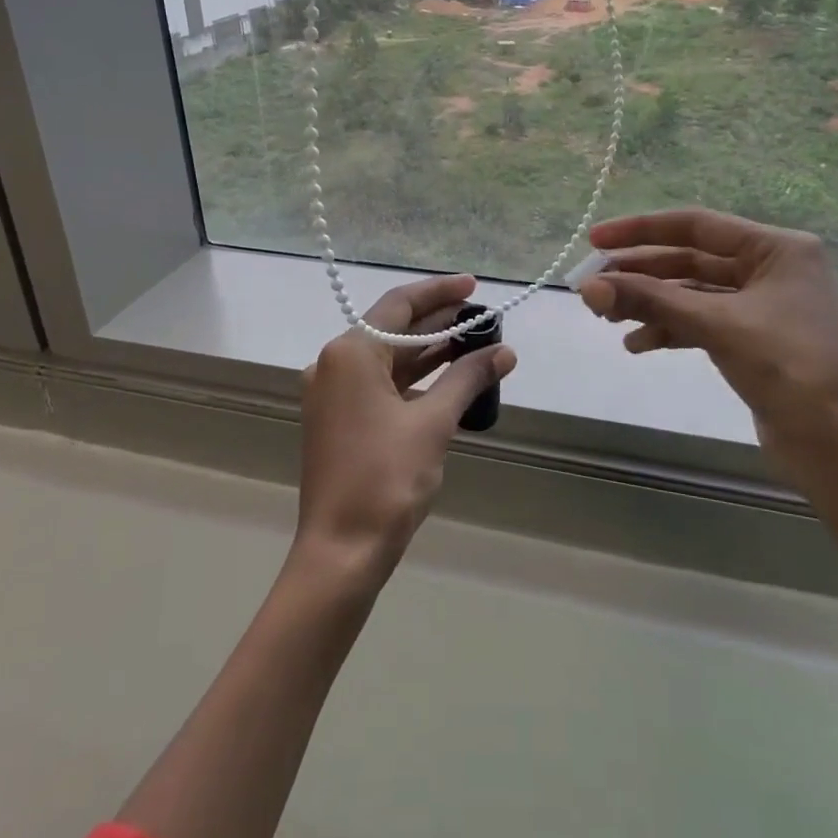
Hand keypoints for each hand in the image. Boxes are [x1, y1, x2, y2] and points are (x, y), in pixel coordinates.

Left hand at [295, 274, 515, 581]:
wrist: (341, 550)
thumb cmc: (386, 478)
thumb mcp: (433, 422)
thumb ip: (467, 378)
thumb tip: (504, 352)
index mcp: (350, 353)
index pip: (399, 305)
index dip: (440, 292)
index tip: (475, 287)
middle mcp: (334, 364)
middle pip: (392, 329)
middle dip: (439, 322)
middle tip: (483, 316)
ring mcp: (333, 393)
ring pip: (388, 358)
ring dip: (428, 351)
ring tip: (474, 341)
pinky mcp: (339, 419)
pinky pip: (380, 384)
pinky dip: (414, 378)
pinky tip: (448, 377)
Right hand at [577, 209, 837, 466]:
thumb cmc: (790, 368)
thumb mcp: (717, 325)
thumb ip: (650, 301)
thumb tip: (586, 287)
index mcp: (776, 248)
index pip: (696, 225)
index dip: (640, 230)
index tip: (595, 240)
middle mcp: (771, 269)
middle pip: (690, 260)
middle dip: (640, 274)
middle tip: (592, 287)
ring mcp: (763, 307)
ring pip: (692, 294)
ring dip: (650, 304)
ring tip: (607, 318)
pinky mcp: (754, 342)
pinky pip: (701, 324)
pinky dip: (669, 331)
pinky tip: (637, 345)